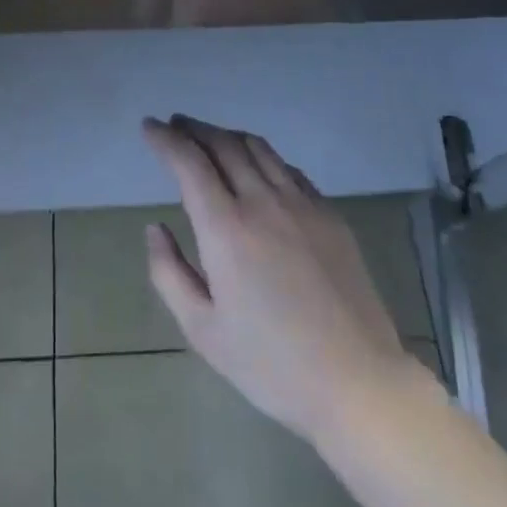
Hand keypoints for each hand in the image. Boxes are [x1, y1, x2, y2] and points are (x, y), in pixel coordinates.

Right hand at [142, 115, 417, 443]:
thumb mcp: (203, 331)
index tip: (149, 126)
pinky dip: (262, 157)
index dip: (165, 139)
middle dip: (194, 129)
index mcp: (226, 228)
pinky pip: (288, 169)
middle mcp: (262, 201)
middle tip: (175, 126)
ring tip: (210, 139)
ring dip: (227, 136)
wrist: (357, 380)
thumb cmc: (271, 364)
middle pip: (223, 144)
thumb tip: (155, 228)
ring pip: (258, 148)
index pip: (189, 163)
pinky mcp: (329, 214)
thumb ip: (169, 273)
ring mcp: (301, 204)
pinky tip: (257, 169)